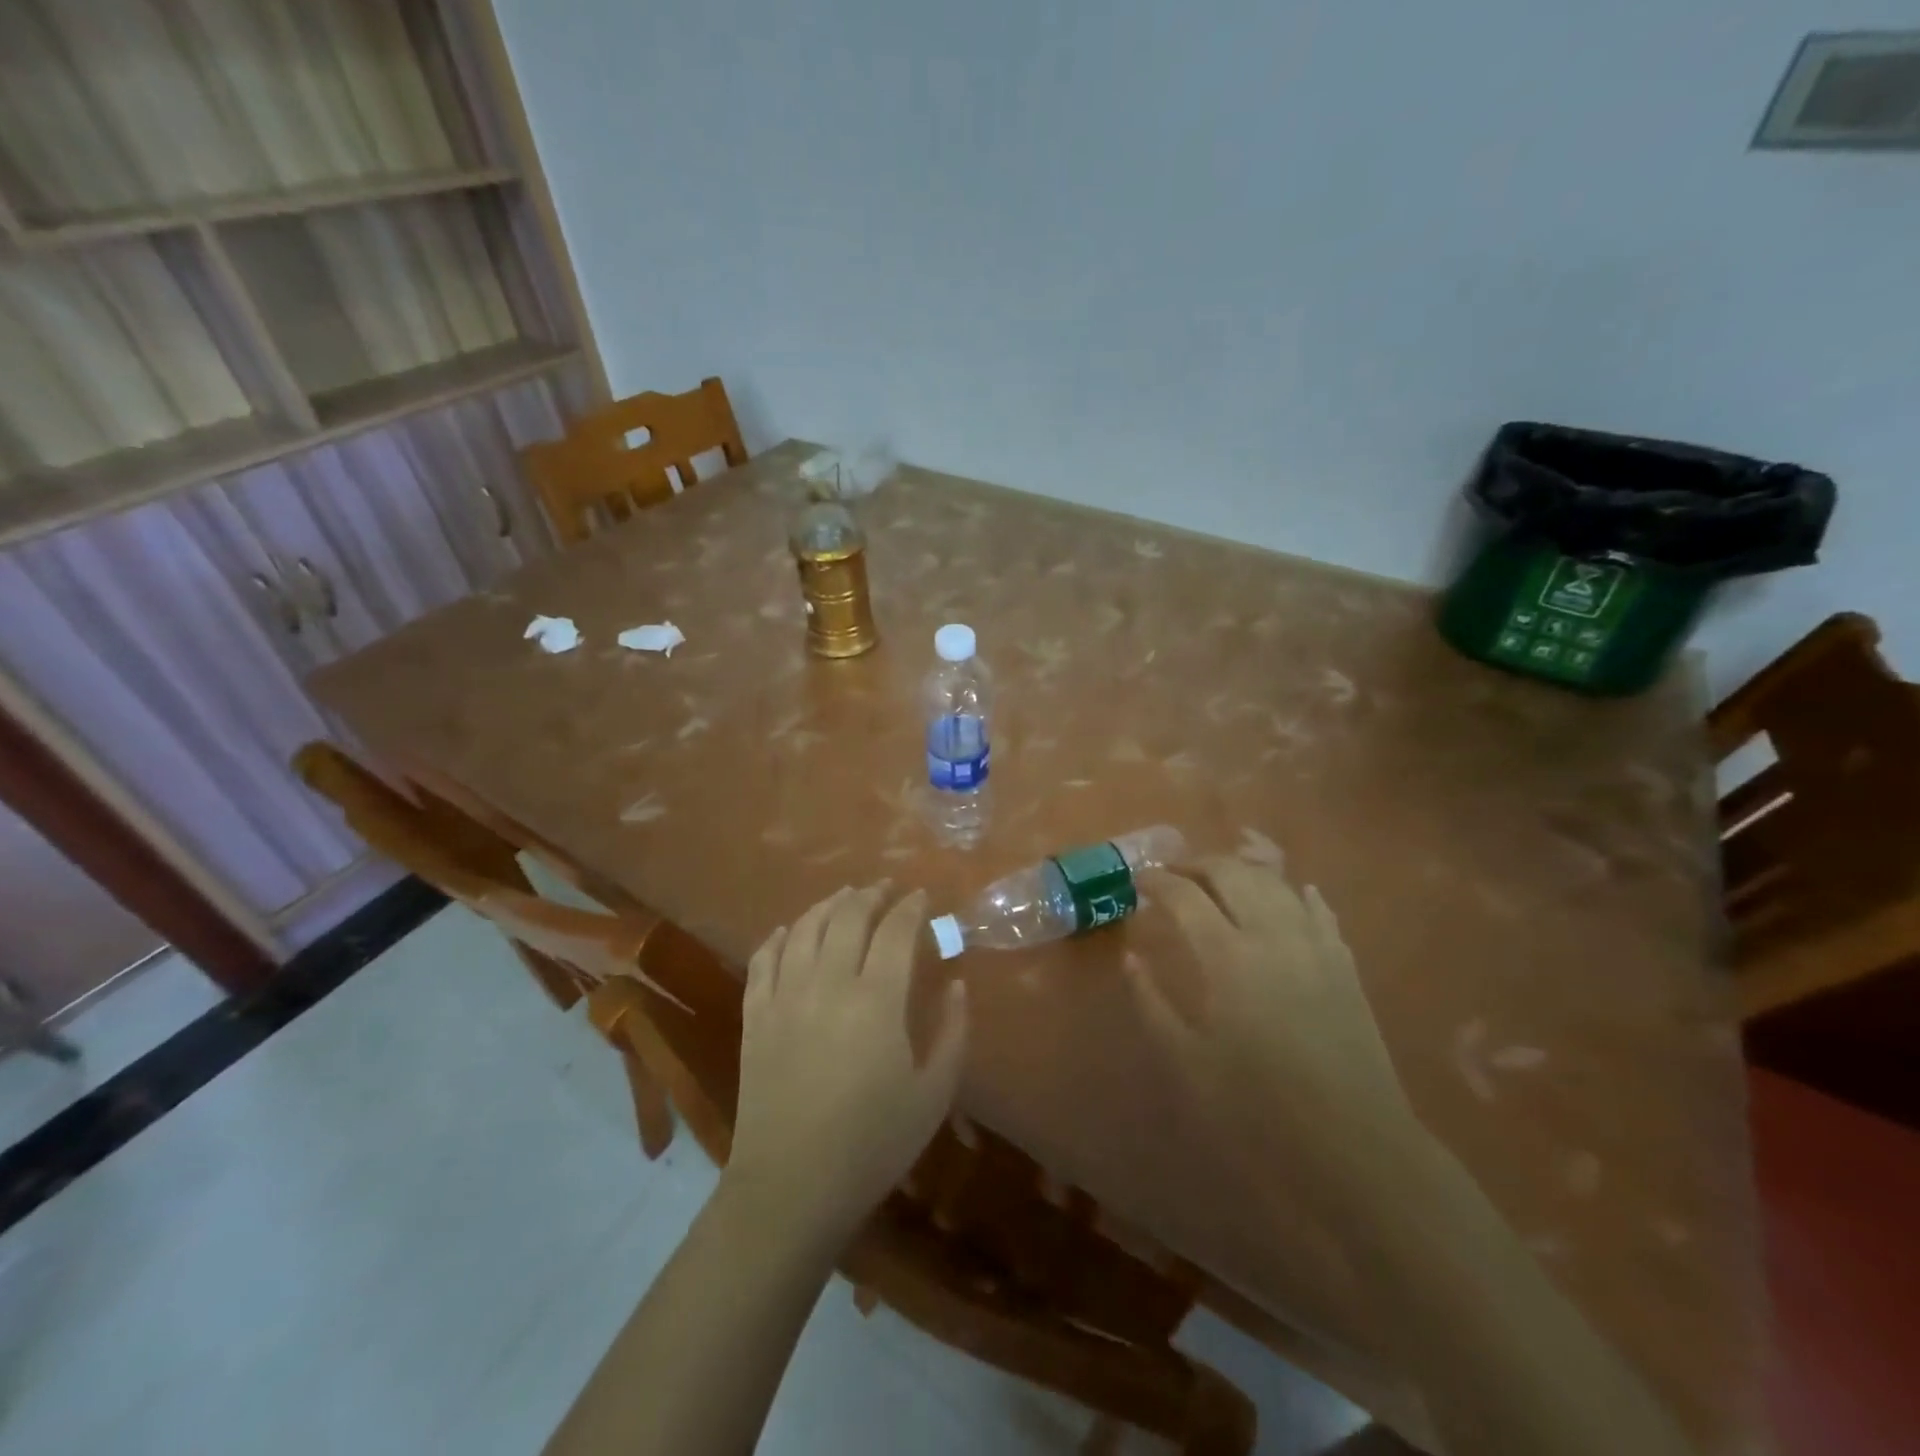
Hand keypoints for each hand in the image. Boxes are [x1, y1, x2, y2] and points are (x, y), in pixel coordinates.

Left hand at [728, 884, 968, 1242]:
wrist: (792, 1187)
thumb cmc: (873, 1143)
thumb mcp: (933, 1093)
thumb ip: (952, 1031)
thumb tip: (955, 983)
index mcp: (876, 999)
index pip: (895, 930)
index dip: (911, 907)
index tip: (922, 897)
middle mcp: (827, 983)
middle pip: (847, 916)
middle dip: (870, 895)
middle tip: (886, 890)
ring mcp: (784, 996)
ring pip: (804, 928)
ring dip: (828, 905)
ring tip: (844, 898)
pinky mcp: (754, 1016)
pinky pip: (763, 959)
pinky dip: (778, 937)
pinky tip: (787, 931)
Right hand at [1128, 859, 1422, 1210]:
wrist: (1355, 1145)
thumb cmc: (1258, 1108)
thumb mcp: (1187, 1061)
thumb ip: (1151, 1002)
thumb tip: (1131, 957)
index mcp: (1228, 957)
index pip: (1184, 896)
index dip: (1157, 882)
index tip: (1138, 881)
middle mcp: (1272, 935)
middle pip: (1232, 872)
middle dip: (1197, 863)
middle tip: (1174, 874)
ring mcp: (1314, 945)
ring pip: (1275, 882)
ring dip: (1242, 869)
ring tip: (1219, 877)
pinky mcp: (1344, 963)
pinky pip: (1318, 909)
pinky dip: (1295, 892)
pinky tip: (1289, 892)